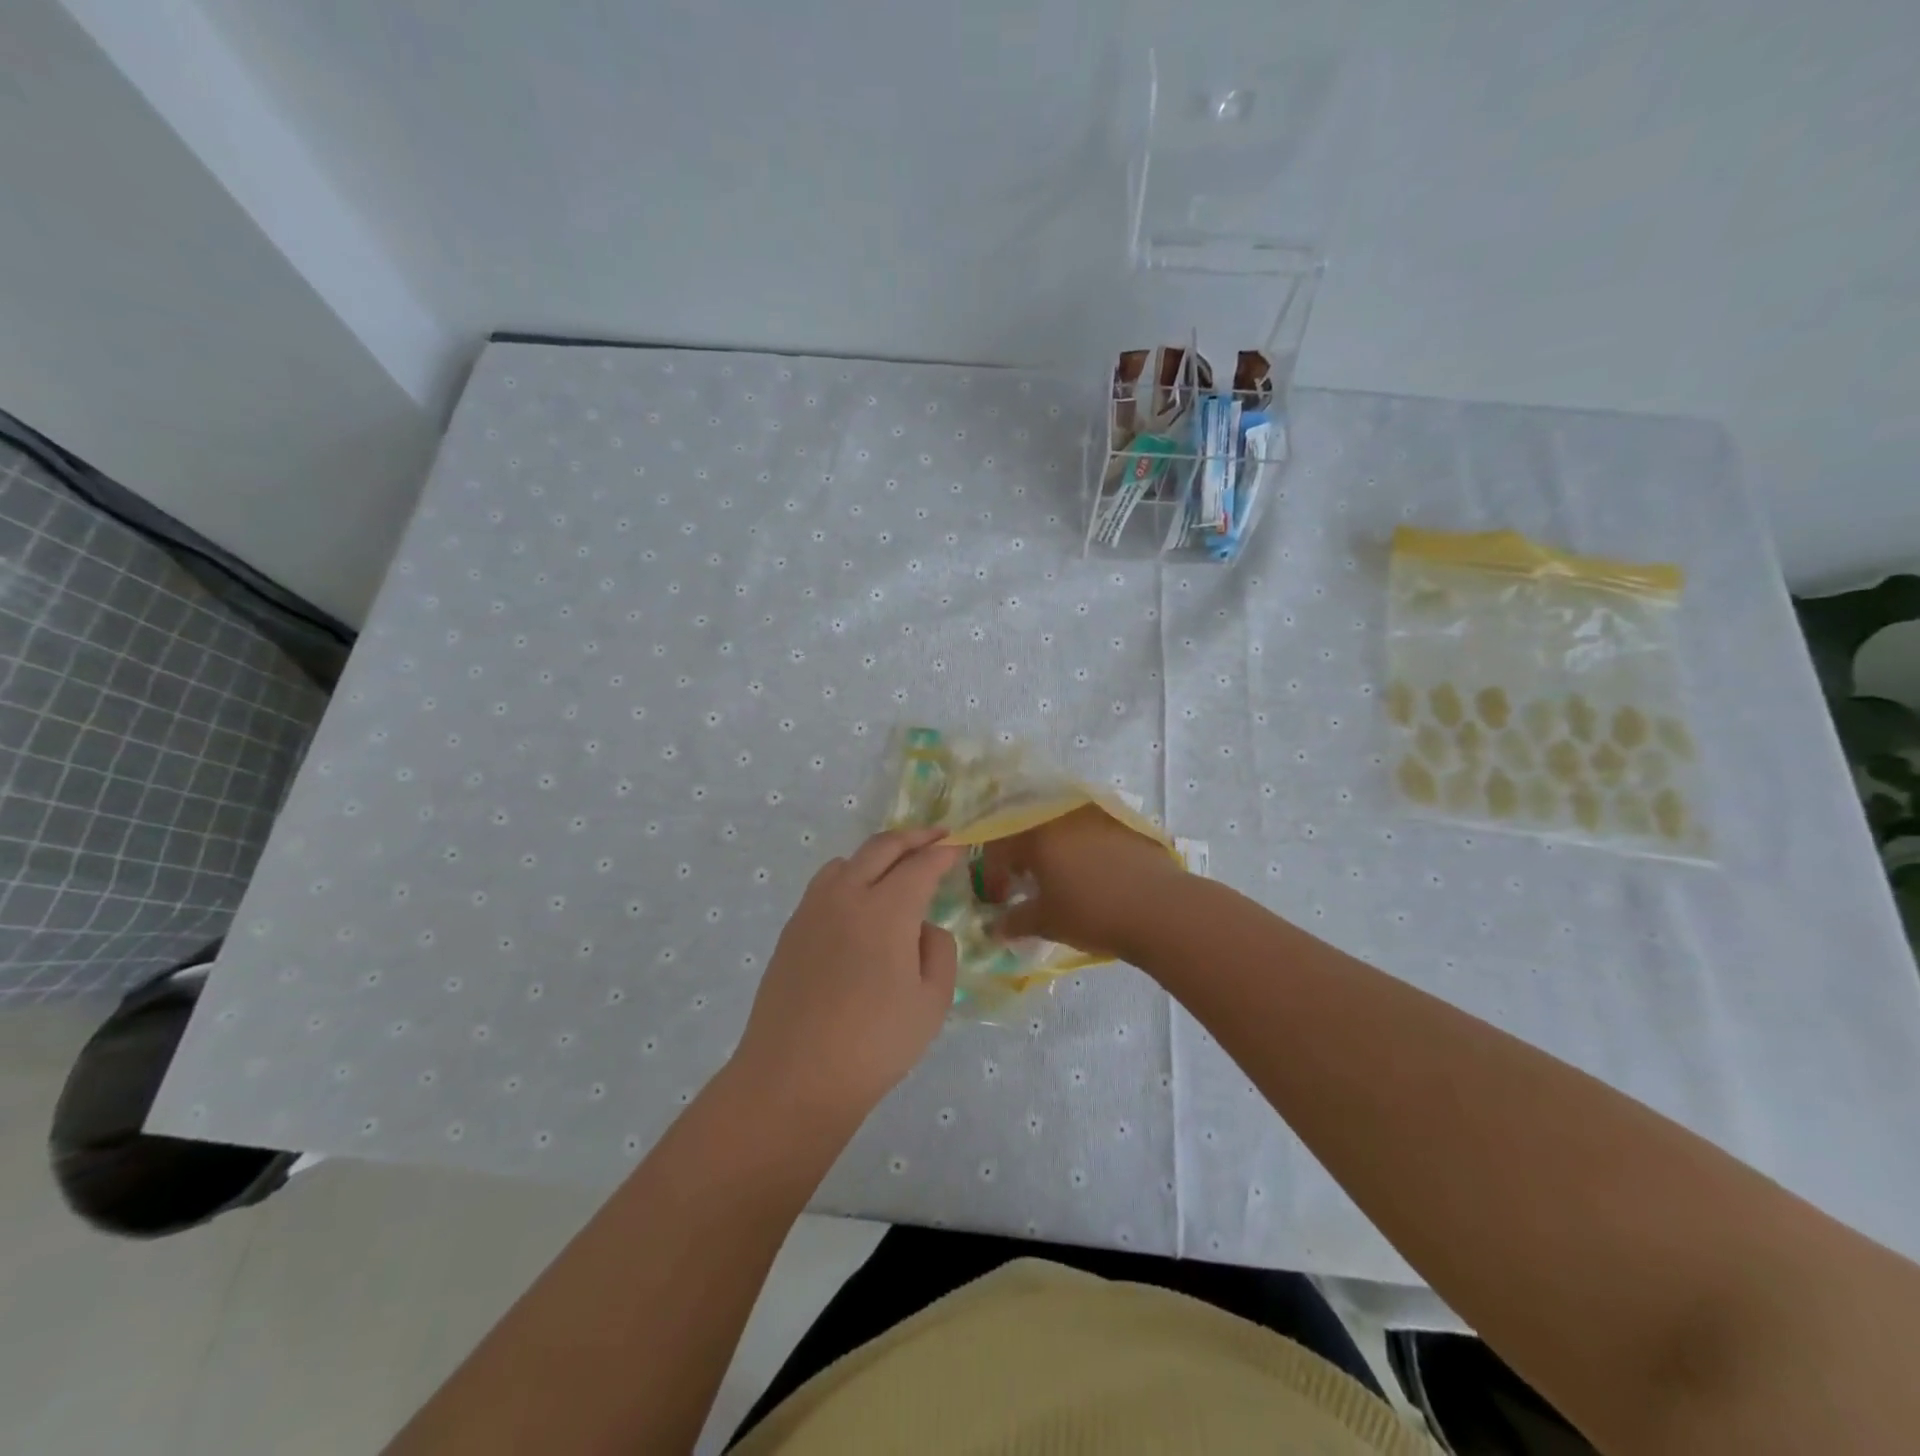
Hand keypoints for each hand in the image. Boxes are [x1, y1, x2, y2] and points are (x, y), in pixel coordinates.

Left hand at [732, 828, 961, 1127]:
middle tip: (936, 836)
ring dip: (877, 854)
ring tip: (896, 867)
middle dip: (913, 837)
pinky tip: (858, 903)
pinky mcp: (792, 930)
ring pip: (848, 861)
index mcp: (886, 910)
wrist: (794, 1078)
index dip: (943, 853)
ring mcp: (813, 910)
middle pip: (881, 847)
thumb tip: (922, 927)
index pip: (920, 865)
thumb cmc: (874, 1045)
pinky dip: (850, 876)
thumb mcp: (932, 1002)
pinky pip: (825, 885)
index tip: (960, 847)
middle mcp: (847, 896)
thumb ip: (938, 951)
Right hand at [980, 806, 1186, 958]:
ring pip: (1063, 829)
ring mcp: (1098, 816)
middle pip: (1030, 831)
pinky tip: (1094, 874)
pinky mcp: (1126, 824)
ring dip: (1054, 850)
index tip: (999, 899)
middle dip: (1022, 858)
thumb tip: (995, 927)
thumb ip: (1016, 921)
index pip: (1000, 847)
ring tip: (1060, 879)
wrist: (1161, 909)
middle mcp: (1063, 817)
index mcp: (1037, 835)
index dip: (993, 874)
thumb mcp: (1048, 922)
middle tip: (1026, 885)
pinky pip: (1092, 832)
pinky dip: (1083, 849)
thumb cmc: (1093, 913)